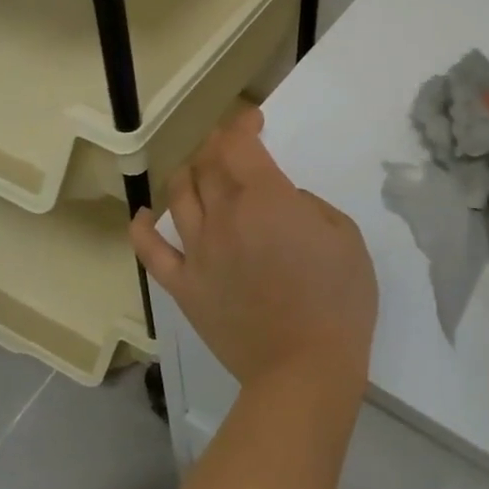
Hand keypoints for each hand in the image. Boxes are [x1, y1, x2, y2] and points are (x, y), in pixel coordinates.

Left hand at [131, 107, 377, 404]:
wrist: (304, 369)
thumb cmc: (337, 300)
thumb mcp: (344, 236)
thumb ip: (309, 206)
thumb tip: (282, 203)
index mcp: (264, 198)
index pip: (238, 144)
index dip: (241, 124)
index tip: (252, 119)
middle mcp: (223, 216)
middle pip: (207, 164)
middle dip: (217, 145)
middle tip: (231, 145)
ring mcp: (198, 253)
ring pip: (180, 197)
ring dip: (188, 174)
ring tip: (199, 171)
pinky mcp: (185, 287)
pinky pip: (152, 253)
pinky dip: (143, 229)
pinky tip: (144, 216)